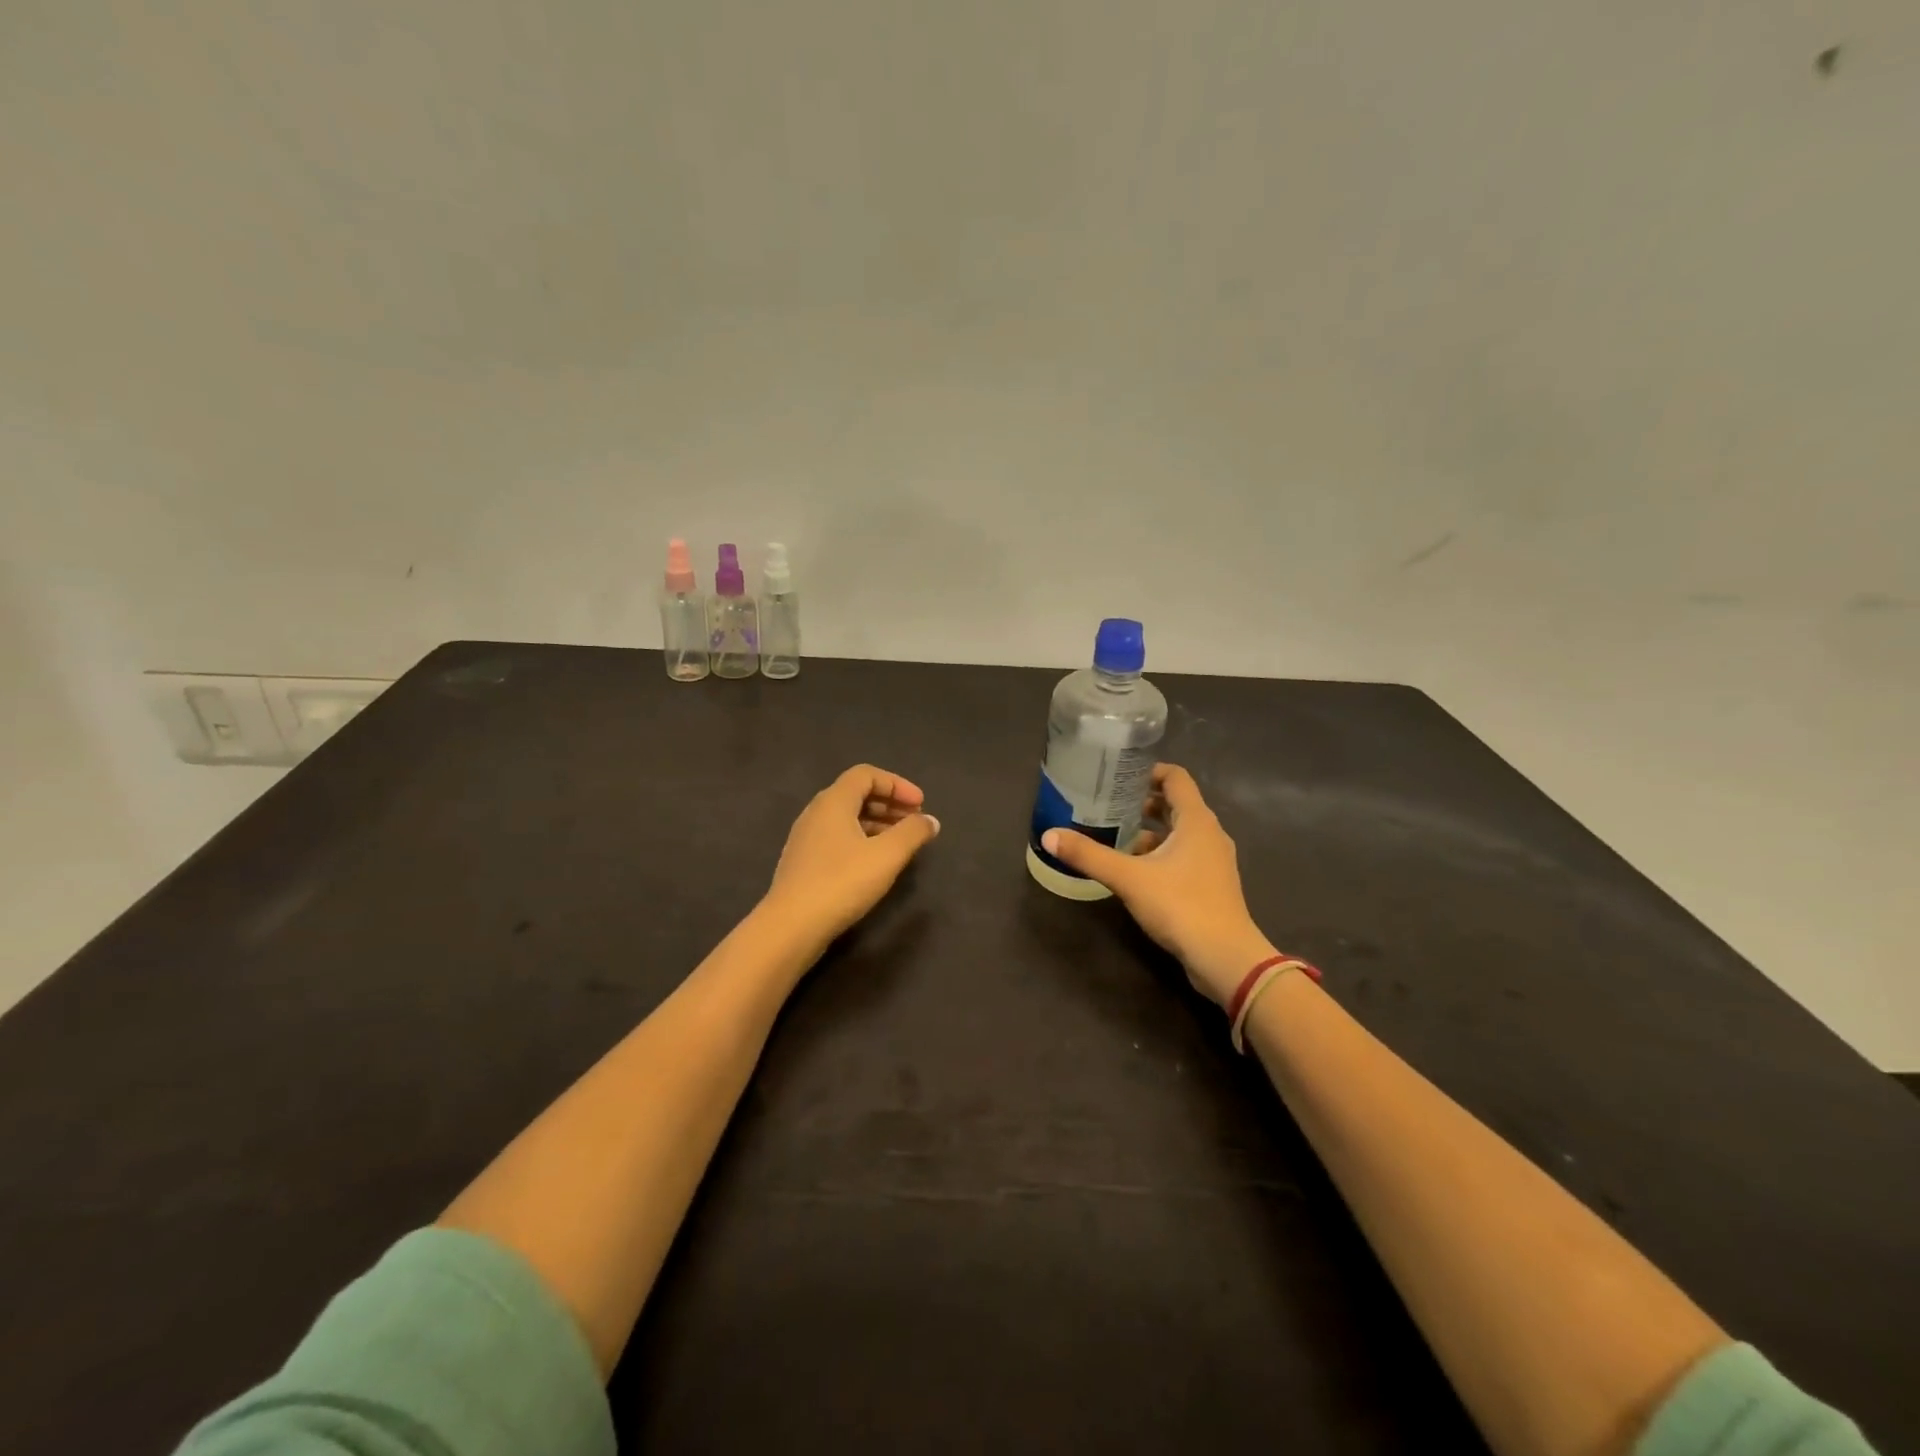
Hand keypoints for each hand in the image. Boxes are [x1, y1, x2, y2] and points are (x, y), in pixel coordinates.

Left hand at [764, 765, 940, 948]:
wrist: (791, 926)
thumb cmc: (842, 882)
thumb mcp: (887, 855)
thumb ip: (912, 833)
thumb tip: (930, 820)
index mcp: (833, 801)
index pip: (866, 775)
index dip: (897, 784)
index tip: (921, 804)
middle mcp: (816, 812)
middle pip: (856, 794)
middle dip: (889, 803)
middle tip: (915, 821)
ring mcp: (806, 838)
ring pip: (847, 818)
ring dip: (877, 823)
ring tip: (901, 843)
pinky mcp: (803, 862)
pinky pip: (837, 837)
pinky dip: (862, 839)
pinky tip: (875, 863)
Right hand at [1041, 763, 1274, 1005]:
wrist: (1225, 958)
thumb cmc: (1181, 905)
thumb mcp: (1128, 878)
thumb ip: (1088, 855)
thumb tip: (1049, 836)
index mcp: (1196, 820)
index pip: (1176, 777)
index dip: (1148, 771)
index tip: (1118, 776)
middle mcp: (1209, 834)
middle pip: (1176, 804)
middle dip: (1143, 802)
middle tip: (1108, 805)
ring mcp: (1213, 861)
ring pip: (1179, 833)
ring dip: (1150, 831)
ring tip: (1115, 836)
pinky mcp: (1211, 885)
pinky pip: (1183, 856)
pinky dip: (1160, 854)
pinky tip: (1134, 870)